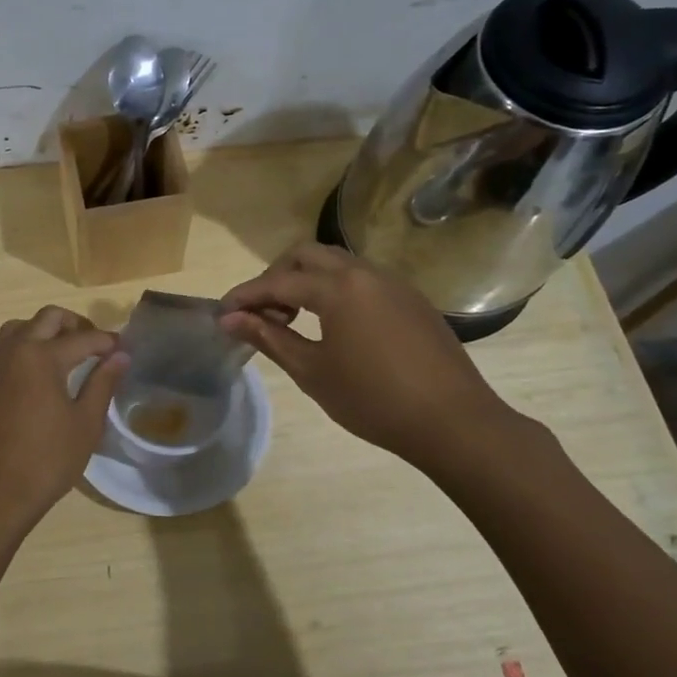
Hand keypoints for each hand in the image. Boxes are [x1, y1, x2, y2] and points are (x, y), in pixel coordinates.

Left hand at [0, 307, 127, 535]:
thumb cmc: (47, 460)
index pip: (83, 338)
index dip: (108, 342)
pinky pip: (4, 350)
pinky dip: (25, 348)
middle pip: (47, 318)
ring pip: (19, 328)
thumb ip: (102, 383)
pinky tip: (39, 375)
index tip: (124, 349)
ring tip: (65, 353)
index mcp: (42, 357)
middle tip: (95, 345)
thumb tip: (120, 356)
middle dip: (76, 324)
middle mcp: (14, 351)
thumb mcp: (85, 424)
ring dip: (44, 330)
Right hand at [219, 243, 523, 469]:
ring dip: (308, 280)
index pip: (279, 281)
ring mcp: (394, 283)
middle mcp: (366, 273)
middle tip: (261, 311)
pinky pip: (362, 279)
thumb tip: (230, 319)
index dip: (246, 295)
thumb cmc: (373, 400)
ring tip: (293, 318)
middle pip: (308, 255)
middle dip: (277, 275)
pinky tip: (332, 324)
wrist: (453, 421)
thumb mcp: (313, 371)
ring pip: (338, 263)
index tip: (223, 312)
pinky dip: (336, 289)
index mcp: (339, 288)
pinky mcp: (412, 300)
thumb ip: (269, 338)